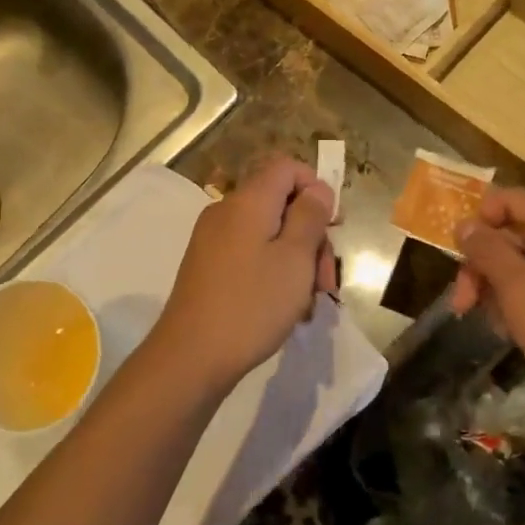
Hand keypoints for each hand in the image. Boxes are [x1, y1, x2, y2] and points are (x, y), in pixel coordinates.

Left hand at [149, 157, 336, 396]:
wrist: (191, 357)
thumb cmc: (252, 304)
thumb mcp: (295, 258)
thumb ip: (310, 217)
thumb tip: (316, 188)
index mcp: (247, 201)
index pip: (286, 167)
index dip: (316, 187)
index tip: (333, 226)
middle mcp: (226, 212)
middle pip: (280, 204)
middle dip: (311, 236)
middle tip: (326, 280)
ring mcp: (213, 240)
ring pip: (268, 234)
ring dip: (296, 261)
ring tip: (309, 303)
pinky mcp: (208, 267)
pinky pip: (250, 255)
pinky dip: (273, 273)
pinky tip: (286, 308)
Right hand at [453, 188, 524, 415]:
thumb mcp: (517, 289)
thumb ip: (487, 251)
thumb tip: (465, 225)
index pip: (512, 199)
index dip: (480, 217)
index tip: (460, 252)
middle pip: (514, 234)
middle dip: (482, 264)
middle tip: (462, 303)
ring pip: (524, 262)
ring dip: (496, 286)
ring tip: (487, 322)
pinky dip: (519, 298)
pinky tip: (510, 329)